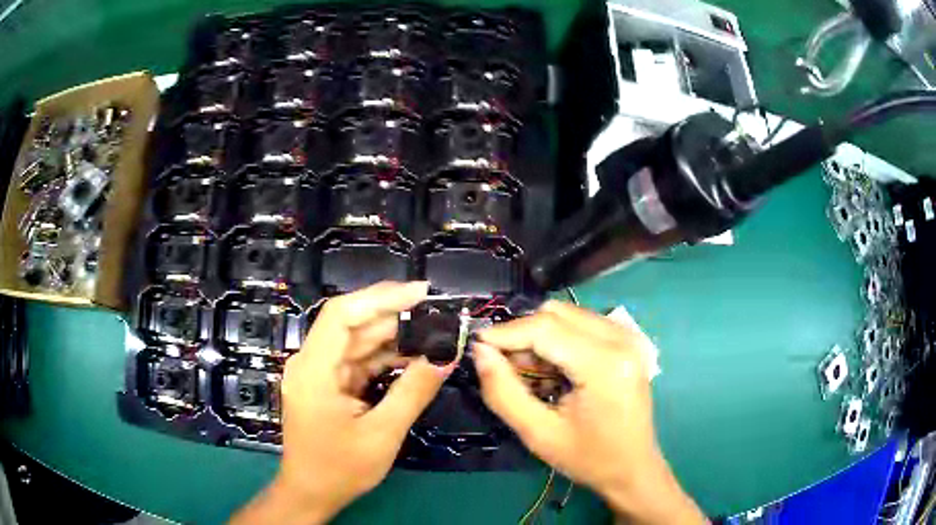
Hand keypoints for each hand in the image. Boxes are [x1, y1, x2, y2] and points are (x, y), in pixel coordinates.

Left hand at [231, 281, 452, 524]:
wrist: (312, 493)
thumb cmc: (340, 469)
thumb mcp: (382, 433)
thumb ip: (414, 392)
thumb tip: (446, 357)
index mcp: (314, 370)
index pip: (343, 315)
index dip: (381, 297)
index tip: (420, 293)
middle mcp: (311, 363)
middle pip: (353, 325)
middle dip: (396, 318)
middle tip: (438, 316)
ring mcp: (319, 373)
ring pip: (358, 342)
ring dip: (394, 339)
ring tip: (434, 335)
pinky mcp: (328, 384)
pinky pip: (359, 361)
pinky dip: (386, 359)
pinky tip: (414, 358)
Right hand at [473, 300, 704, 524]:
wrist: (633, 467)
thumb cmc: (589, 458)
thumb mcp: (538, 434)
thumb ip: (503, 392)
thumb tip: (480, 352)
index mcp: (605, 364)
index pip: (544, 328)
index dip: (504, 333)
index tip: (477, 347)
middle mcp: (621, 339)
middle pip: (555, 313)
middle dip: (522, 335)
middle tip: (507, 369)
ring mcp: (628, 336)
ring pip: (566, 314)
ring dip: (539, 337)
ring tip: (534, 375)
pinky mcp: (627, 340)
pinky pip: (581, 323)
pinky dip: (558, 339)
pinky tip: (555, 371)